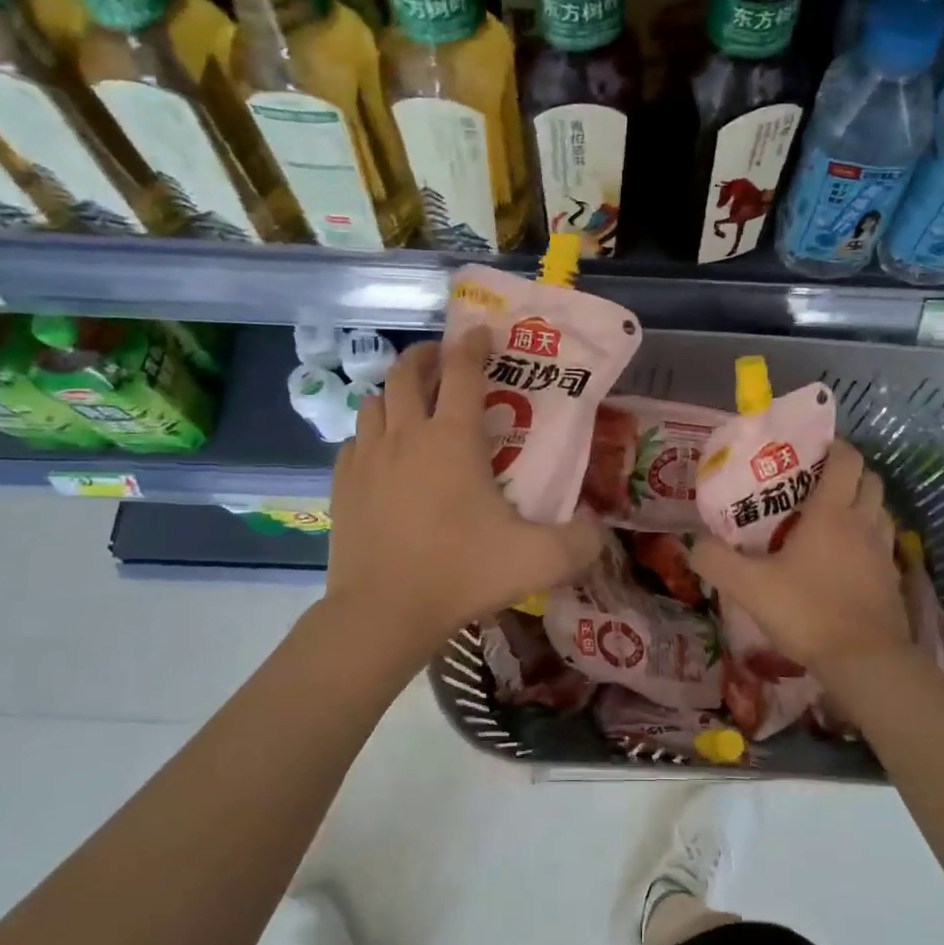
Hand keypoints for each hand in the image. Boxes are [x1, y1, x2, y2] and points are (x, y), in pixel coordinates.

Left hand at [325, 330, 602, 652]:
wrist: (384, 612)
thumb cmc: (462, 573)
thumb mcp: (538, 560)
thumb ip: (581, 542)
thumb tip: (600, 530)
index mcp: (453, 439)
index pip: (464, 371)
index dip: (473, 345)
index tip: (481, 333)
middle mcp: (407, 435)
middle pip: (407, 372)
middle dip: (426, 356)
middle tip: (442, 360)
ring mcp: (368, 458)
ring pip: (375, 402)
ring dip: (396, 393)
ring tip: (412, 404)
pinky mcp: (343, 485)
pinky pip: (355, 440)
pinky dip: (371, 433)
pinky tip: (382, 452)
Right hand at [689, 440, 911, 678]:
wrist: (864, 661)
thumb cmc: (807, 611)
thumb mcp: (748, 586)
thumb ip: (715, 561)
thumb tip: (694, 544)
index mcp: (832, 513)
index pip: (846, 460)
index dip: (835, 447)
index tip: (813, 450)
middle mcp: (864, 523)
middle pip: (871, 480)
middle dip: (850, 473)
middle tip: (819, 484)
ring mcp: (884, 552)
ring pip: (881, 511)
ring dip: (863, 505)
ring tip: (833, 519)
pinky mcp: (893, 580)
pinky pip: (884, 544)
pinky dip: (869, 539)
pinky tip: (848, 560)